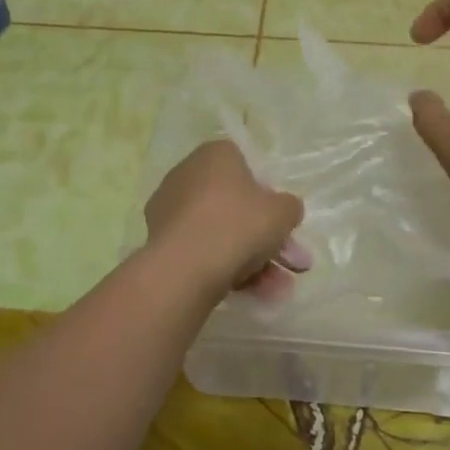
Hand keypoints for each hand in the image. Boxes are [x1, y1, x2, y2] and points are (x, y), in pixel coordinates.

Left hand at [144, 140, 309, 301]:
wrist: (186, 268)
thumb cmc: (239, 225)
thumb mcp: (283, 213)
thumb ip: (289, 207)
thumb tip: (284, 211)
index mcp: (215, 155)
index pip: (246, 167)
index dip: (267, 196)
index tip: (279, 223)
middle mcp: (187, 175)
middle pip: (234, 206)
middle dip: (264, 239)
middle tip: (289, 265)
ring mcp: (169, 210)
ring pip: (220, 233)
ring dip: (252, 261)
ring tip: (275, 291)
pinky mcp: (160, 242)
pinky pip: (201, 251)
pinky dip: (226, 269)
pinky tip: (251, 294)